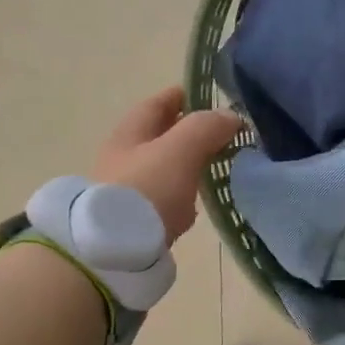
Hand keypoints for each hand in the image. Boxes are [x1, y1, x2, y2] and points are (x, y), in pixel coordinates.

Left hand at [91, 86, 242, 243]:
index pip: (158, 104)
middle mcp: (123, 158)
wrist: (113, 250)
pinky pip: (162, 199)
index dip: (182, 95)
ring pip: (162, 168)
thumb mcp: (180, 150)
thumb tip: (231, 116)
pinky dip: (180, 196)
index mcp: (130, 133)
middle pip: (158, 136)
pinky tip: (195, 205)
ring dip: (185, 164)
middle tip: (220, 133)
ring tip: (215, 166)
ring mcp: (126, 190)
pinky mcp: (134, 220)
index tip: (209, 95)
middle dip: (187, 132)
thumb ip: (206, 128)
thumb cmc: (146, 190)